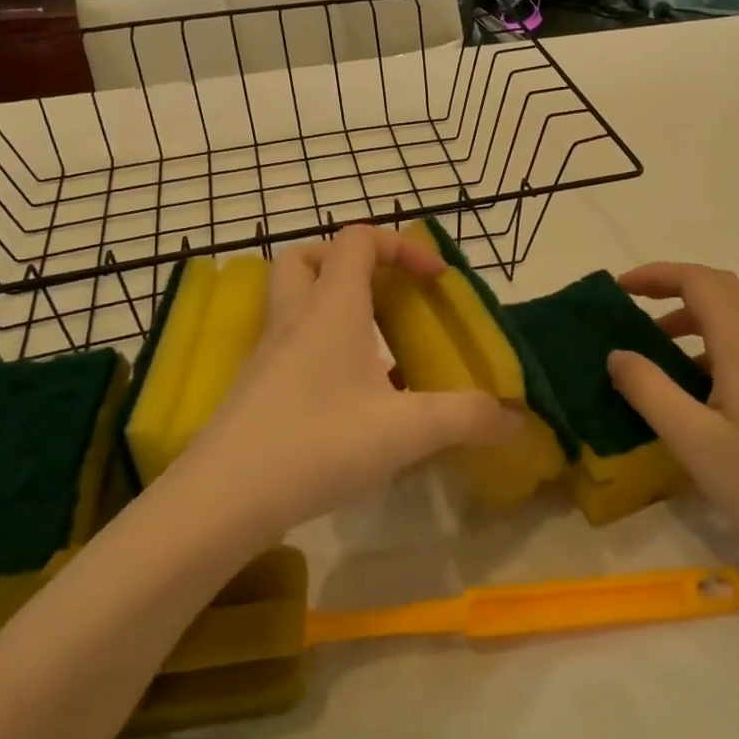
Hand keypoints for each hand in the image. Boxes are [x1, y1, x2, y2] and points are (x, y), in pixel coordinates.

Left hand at [172, 225, 520, 541]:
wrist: (222, 499)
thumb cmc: (318, 444)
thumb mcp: (406, 431)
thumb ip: (466, 418)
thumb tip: (516, 418)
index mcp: (332, 307)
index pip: (359, 239)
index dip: (401, 245)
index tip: (434, 281)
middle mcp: (295, 317)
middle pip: (309, 257)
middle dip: (349, 263)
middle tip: (384, 295)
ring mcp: (267, 351)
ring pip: (292, 300)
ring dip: (331, 305)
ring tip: (373, 347)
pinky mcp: (254, 386)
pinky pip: (288, 343)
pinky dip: (318, 348)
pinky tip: (347, 396)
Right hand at [607, 263, 738, 577]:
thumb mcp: (695, 442)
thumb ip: (650, 391)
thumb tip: (617, 354)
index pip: (701, 282)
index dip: (657, 274)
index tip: (619, 289)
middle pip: (721, 289)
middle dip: (672, 286)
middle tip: (630, 307)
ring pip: (734, 317)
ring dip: (690, 316)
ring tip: (651, 348)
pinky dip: (708, 344)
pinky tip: (689, 386)